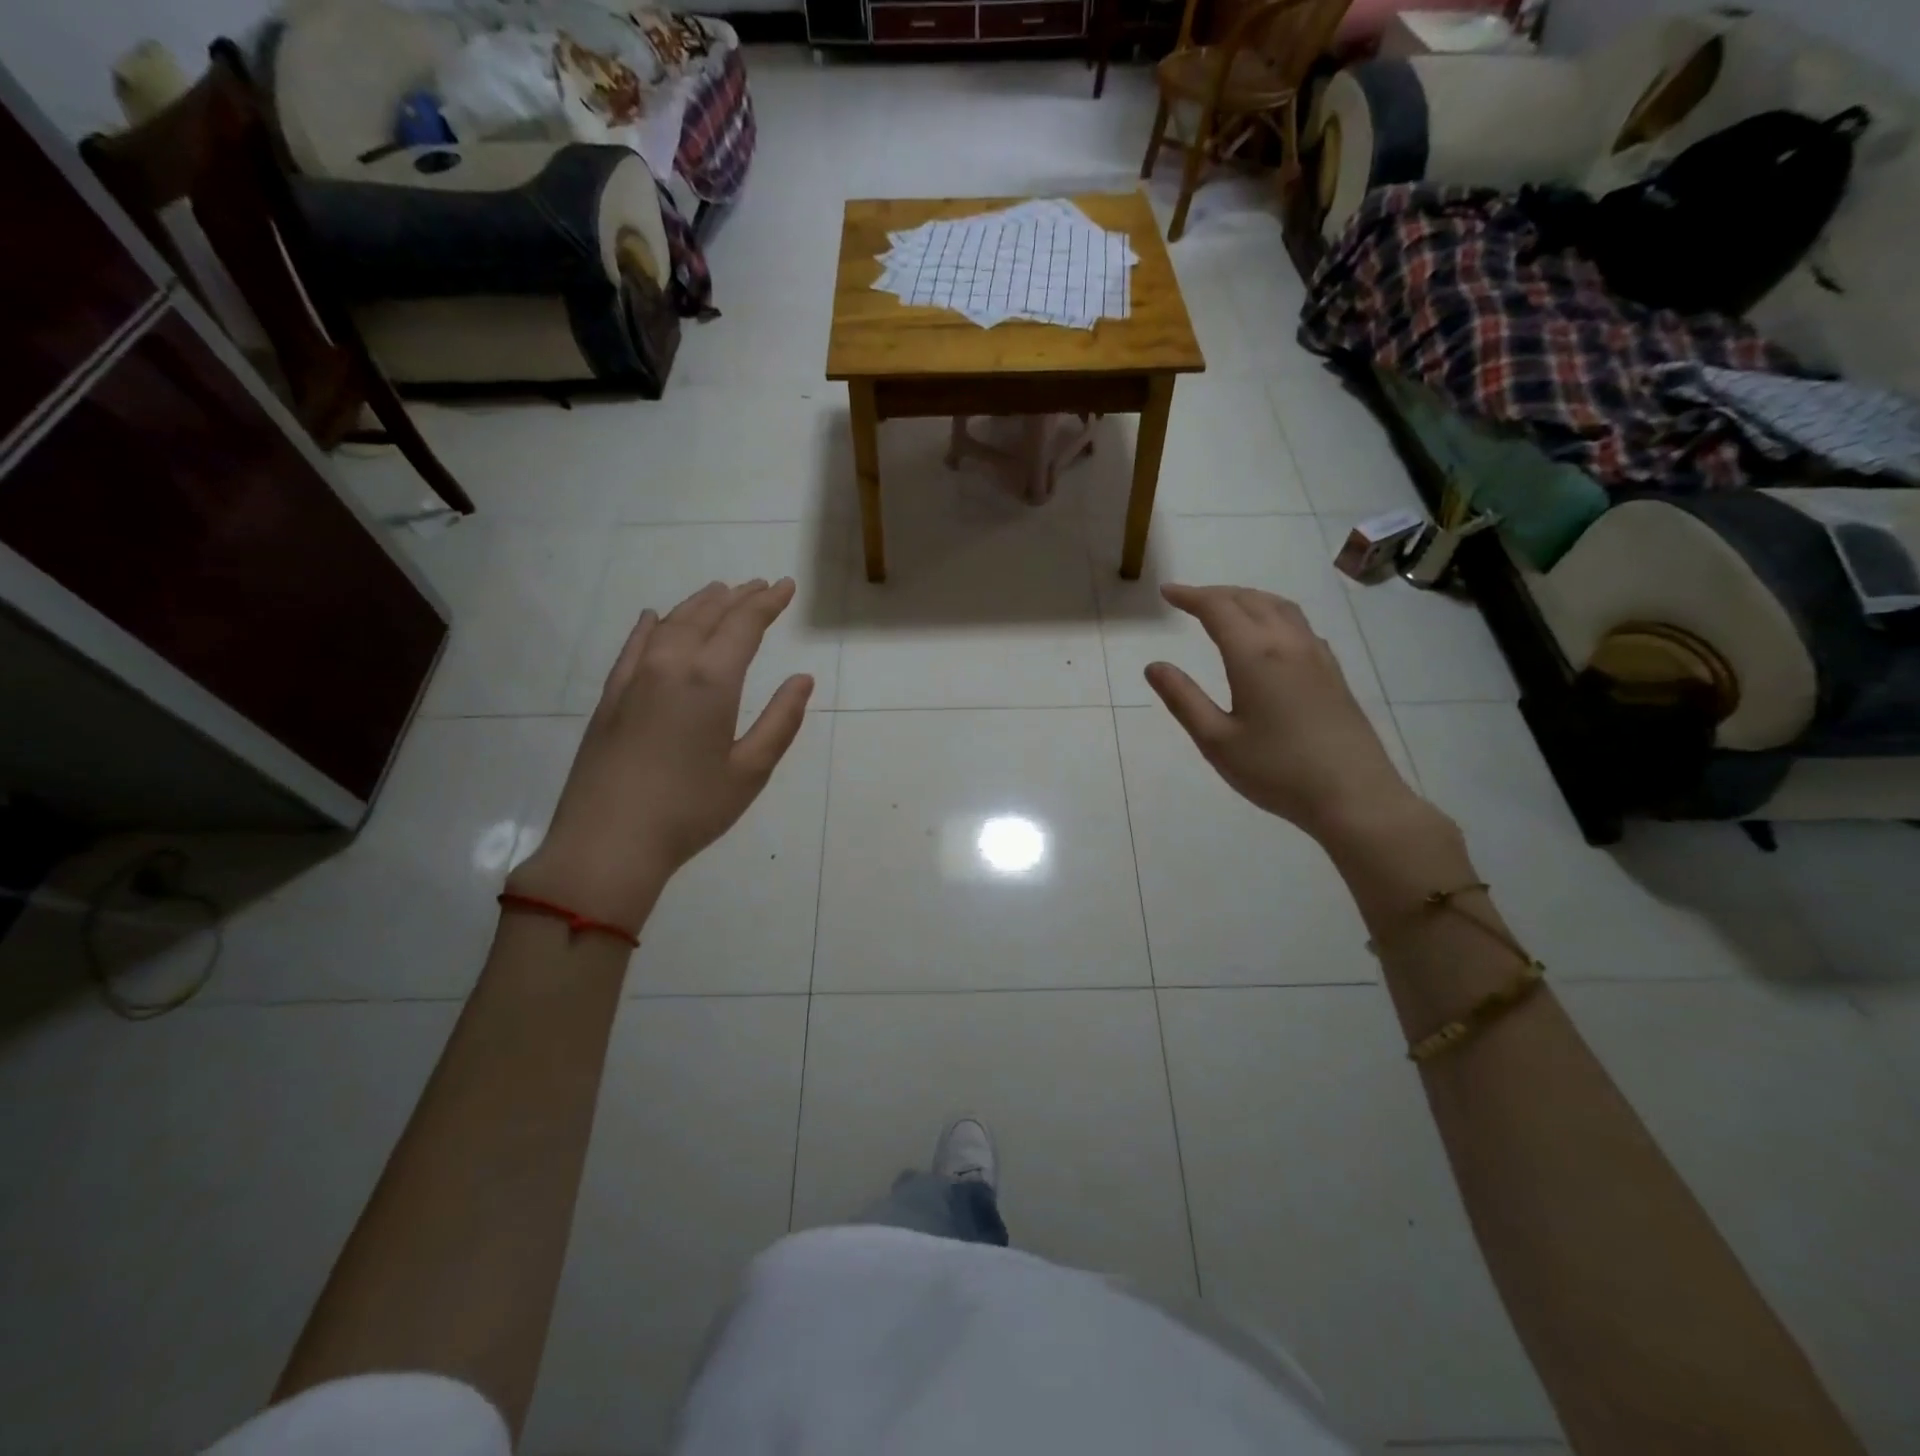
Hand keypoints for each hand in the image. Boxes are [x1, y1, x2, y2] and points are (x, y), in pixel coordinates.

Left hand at [509, 579, 813, 932]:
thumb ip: (780, 720)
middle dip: (737, 598)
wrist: (608, 842)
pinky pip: (632, 647)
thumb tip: (802, 680)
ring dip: (698, 605)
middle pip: (707, 616)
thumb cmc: (690, 810)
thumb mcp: (750, 771)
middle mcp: (670, 665)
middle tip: (760, 585)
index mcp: (710, 681)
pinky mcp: (610, 698)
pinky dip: (648, 626)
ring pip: (669, 624)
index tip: (786, 586)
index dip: (768, 603)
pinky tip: (652, 617)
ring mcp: (634, 679)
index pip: (744, 625)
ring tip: (718, 592)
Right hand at [1144, 583, 1423, 844]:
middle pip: (1250, 600)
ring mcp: (1316, 655)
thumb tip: (1154, 666)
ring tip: (1226, 606)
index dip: (1190, 597)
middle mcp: (1288, 644)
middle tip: (1188, 599)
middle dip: (1216, 594)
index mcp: (1255, 655)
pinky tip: (1269, 635)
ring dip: (1247, 598)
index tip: (1166, 593)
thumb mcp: (1217, 741)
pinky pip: (1299, 625)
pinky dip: (1273, 614)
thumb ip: (1183, 699)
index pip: (1218, 609)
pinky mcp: (1333, 672)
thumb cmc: (1277, 771)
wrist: (1353, 796)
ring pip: (1280, 607)